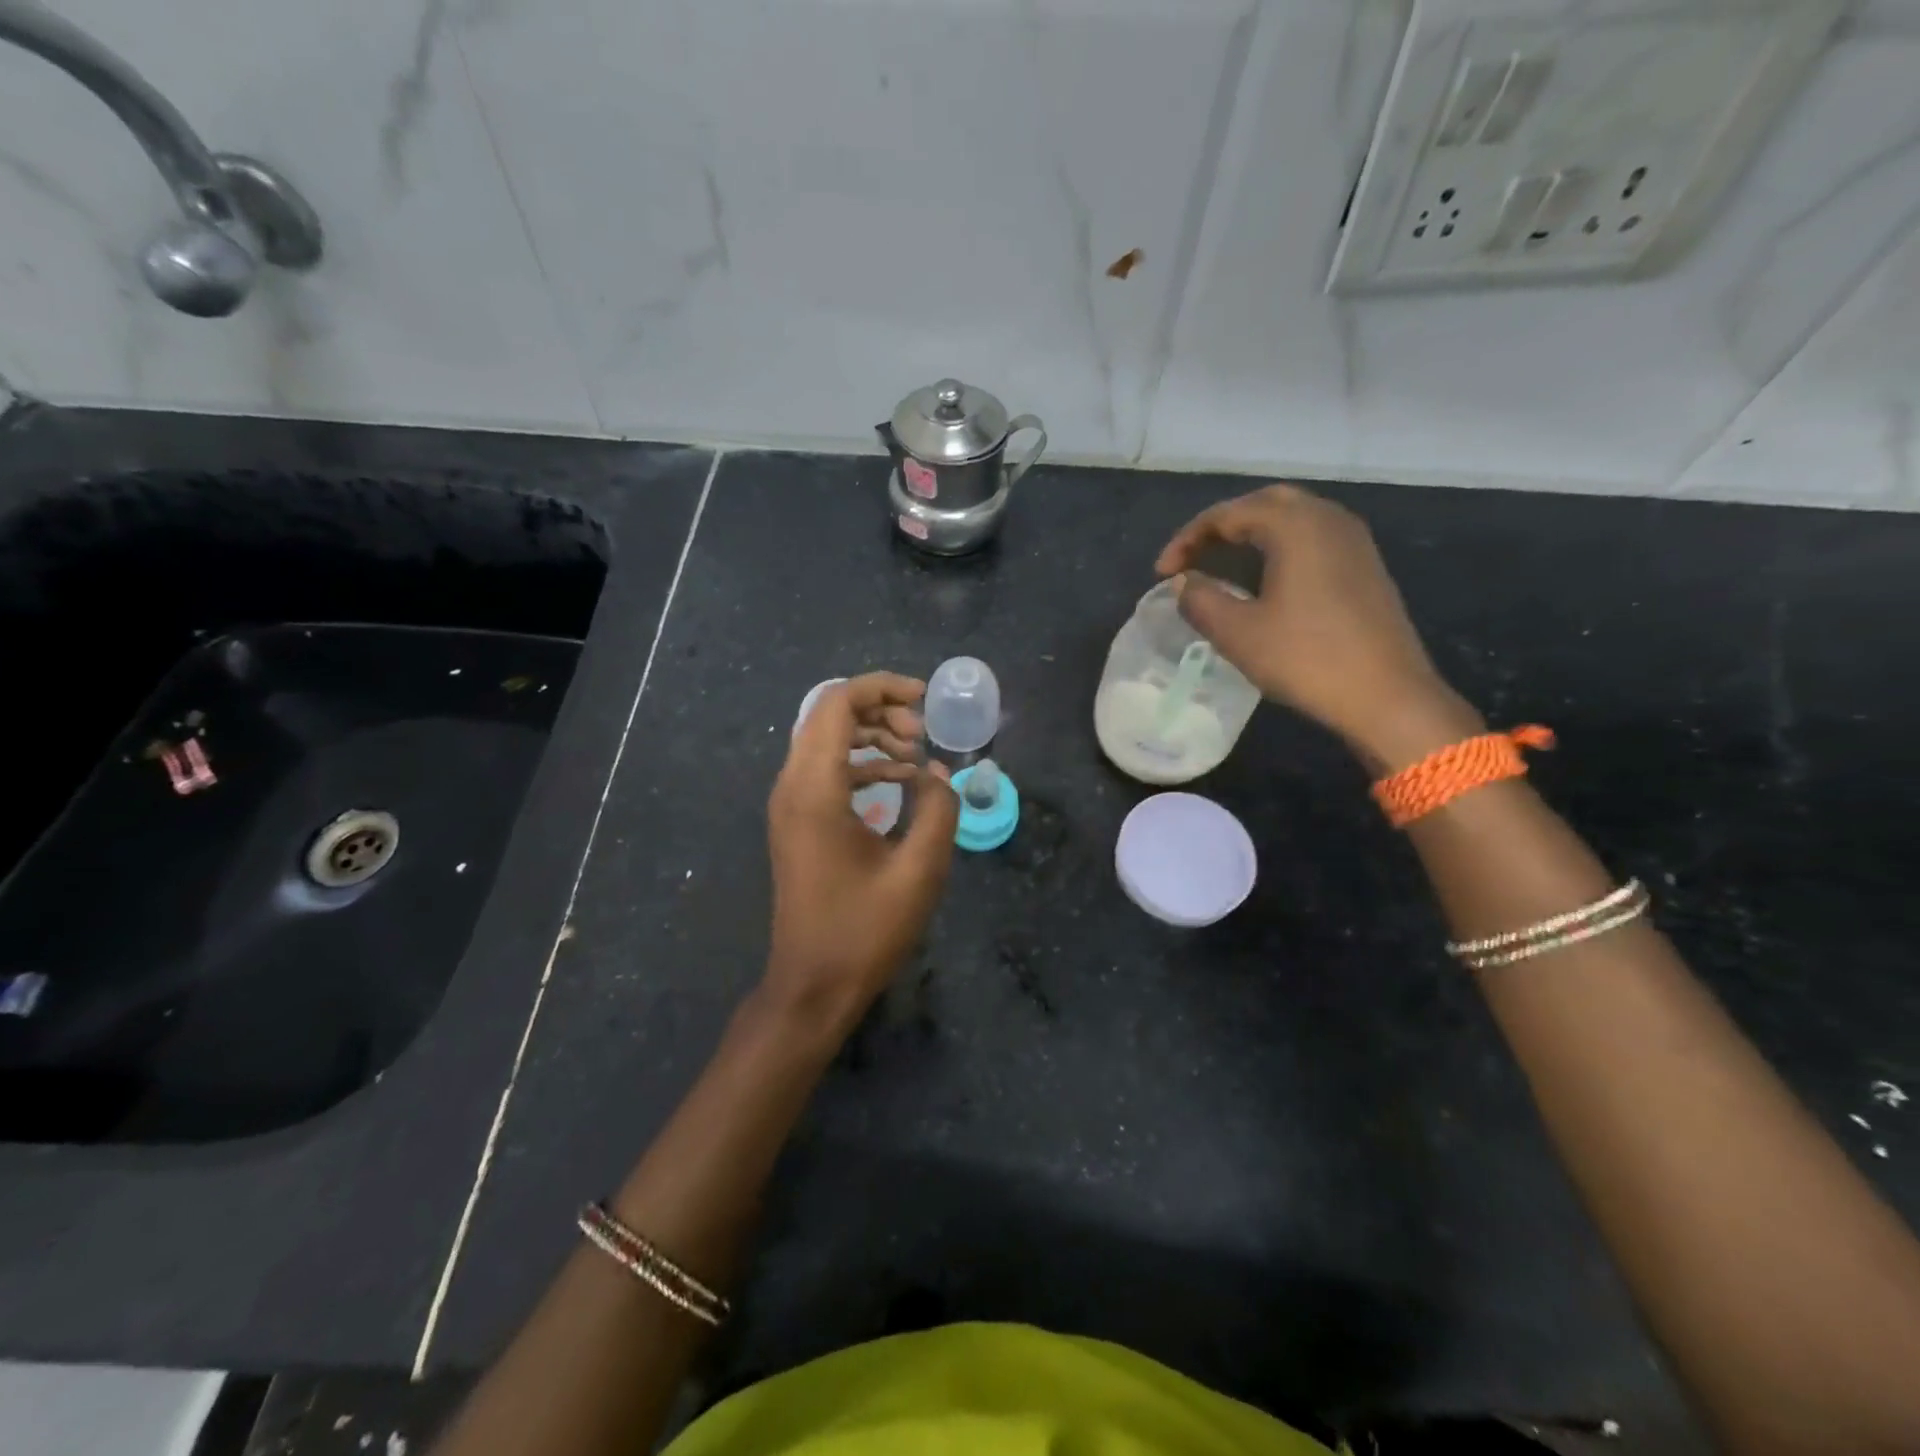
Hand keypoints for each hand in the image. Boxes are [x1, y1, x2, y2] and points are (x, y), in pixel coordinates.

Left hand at [763, 673, 958, 1033]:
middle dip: (880, 710)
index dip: (882, 688)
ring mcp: (789, 805)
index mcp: (815, 790)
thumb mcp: (919, 870)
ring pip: (826, 740)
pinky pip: (826, 770)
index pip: (837, 704)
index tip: (925, 701)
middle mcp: (792, 786)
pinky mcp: (797, 822)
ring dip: (872, 736)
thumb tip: (939, 773)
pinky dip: (862, 763)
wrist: (812, 985)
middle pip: (829, 715)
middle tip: (923, 735)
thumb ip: (938, 810)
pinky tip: (900, 782)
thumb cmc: (864, 931)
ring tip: (917, 755)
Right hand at [1156, 484, 1481, 770]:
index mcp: (1295, 525)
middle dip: (1221, 527)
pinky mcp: (1364, 565)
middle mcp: (1327, 519)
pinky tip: (1263, 581)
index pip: (1227, 514)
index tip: (1162, 574)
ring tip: (1221, 567)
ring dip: (1251, 535)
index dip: (1186, 540)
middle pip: (1263, 503)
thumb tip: (1184, 583)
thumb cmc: (1306, 659)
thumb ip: (1200, 600)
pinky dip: (1278, 548)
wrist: (1387, 696)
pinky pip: (1312, 538)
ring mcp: (1353, 540)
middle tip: (1192, 558)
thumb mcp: (1238, 633)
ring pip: (1291, 518)